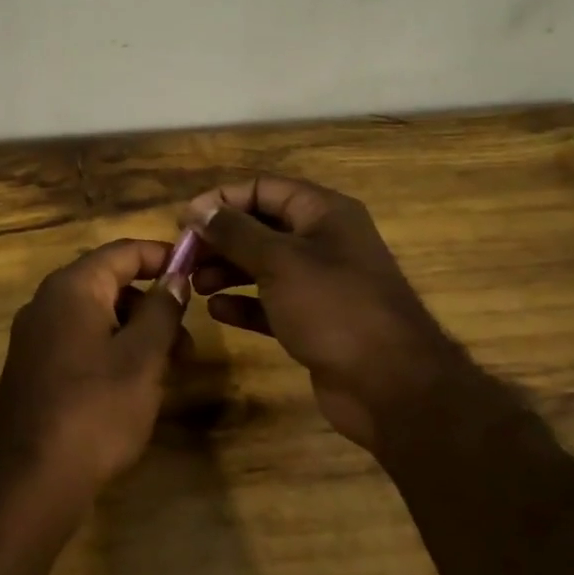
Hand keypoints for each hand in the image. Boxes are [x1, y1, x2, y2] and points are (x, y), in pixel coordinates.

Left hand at [0, 239, 189, 509]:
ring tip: (169, 370)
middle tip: (188, 340)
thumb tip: (176, 276)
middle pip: (109, 283)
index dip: (163, 256)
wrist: (30, 478)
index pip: (123, 251)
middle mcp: (47, 302)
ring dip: (136, 332)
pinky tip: (134, 386)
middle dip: (153, 304)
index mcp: (72, 287)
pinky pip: (80, 342)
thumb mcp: (143, 357)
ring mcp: (35, 336)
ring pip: (97, 316)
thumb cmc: (96, 408)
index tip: (198, 270)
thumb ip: (163, 310)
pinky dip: (112, 350)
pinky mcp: (34, 368)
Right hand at [185, 176, 470, 453]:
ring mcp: (320, 284)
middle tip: (183, 257)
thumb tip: (199, 210)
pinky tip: (216, 312)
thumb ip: (235, 232)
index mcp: (324, 213)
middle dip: (221, 239)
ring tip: (194, 285)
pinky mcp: (314, 321)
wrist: (390, 385)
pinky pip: (271, 303)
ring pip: (263, 266)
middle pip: (261, 227)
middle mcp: (323, 241)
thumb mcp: (279, 261)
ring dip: (227, 271)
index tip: (184, 220)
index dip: (222, 200)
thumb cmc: (333, 307)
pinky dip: (244, 304)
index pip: (264, 188)